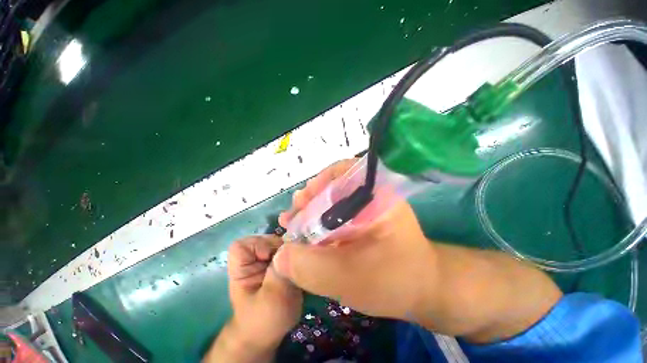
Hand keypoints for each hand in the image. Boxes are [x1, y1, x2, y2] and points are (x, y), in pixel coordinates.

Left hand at [205, 236, 301, 361]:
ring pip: (279, 244)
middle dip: (281, 247)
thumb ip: (279, 274)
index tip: (274, 257)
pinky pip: (287, 251)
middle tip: (292, 260)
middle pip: (265, 240)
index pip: (242, 245)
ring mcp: (266, 262)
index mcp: (241, 269)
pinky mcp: (278, 264)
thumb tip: (290, 249)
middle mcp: (253, 260)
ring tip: (298, 263)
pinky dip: (295, 255)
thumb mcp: (272, 299)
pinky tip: (300, 264)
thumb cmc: (265, 321)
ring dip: (291, 251)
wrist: (270, 334)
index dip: (259, 245)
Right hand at [276, 159, 436, 321]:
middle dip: (309, 199)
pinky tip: (309, 233)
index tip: (300, 204)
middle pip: (333, 184)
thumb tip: (280, 256)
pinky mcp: (364, 216)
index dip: (317, 184)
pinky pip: (336, 211)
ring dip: (311, 210)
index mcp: (377, 194)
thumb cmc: (394, 282)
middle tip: (292, 218)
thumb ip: (311, 268)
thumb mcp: (349, 278)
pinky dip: (320, 220)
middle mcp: (373, 192)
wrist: (422, 289)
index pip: (343, 171)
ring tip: (294, 224)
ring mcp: (368, 204)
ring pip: (332, 199)